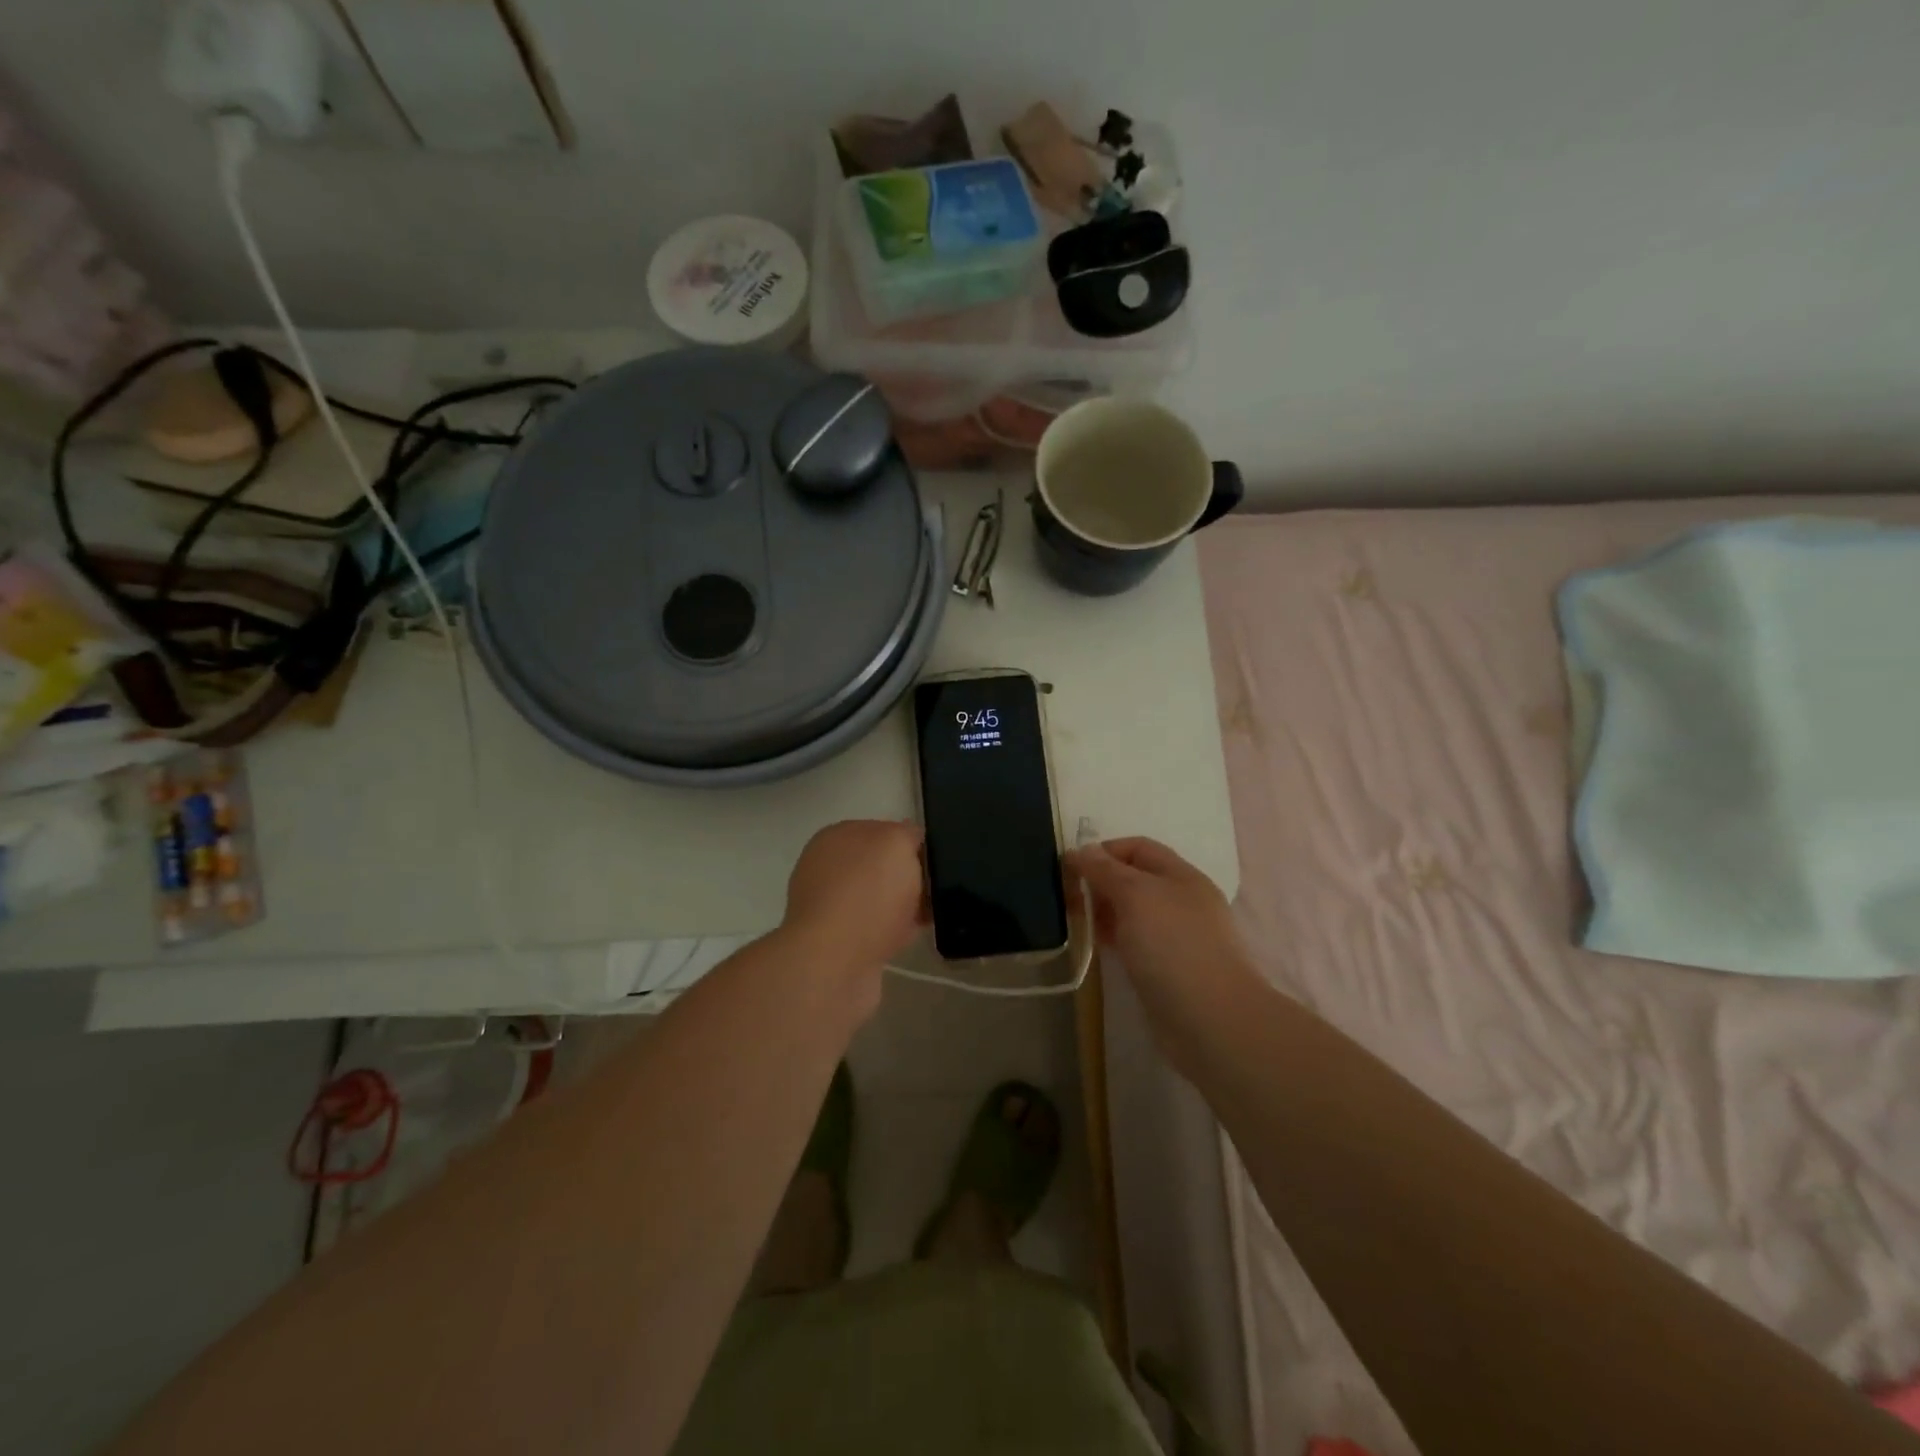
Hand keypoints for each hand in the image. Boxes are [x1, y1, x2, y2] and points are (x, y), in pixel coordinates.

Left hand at [782, 819, 927, 972]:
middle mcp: (827, 869)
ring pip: (880, 899)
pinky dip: (897, 931)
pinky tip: (918, 935)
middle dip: (908, 876)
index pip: (881, 830)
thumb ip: (907, 834)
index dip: (910, 842)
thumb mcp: (896, 843)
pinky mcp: (839, 943)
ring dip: (904, 905)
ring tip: (933, 913)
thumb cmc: (866, 893)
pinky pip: (878, 929)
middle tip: (937, 888)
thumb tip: (911, 839)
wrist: (834, 964)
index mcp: (835, 838)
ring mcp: (831, 908)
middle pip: (880, 867)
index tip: (934, 859)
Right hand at [1067, 837, 1259, 1067]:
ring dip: (1104, 912)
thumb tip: (1083, 849)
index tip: (1071, 867)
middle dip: (1100, 882)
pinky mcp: (1168, 969)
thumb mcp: (1135, 896)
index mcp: (1181, 876)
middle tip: (1066, 897)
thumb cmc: (1173, 946)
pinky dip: (1114, 939)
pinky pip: (1135, 942)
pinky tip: (1096, 947)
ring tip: (1075, 921)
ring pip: (1133, 912)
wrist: (1210, 1021)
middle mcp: (1181, 901)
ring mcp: (1177, 937)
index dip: (1104, 851)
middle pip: (1134, 879)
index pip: (1138, 847)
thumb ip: (1106, 870)